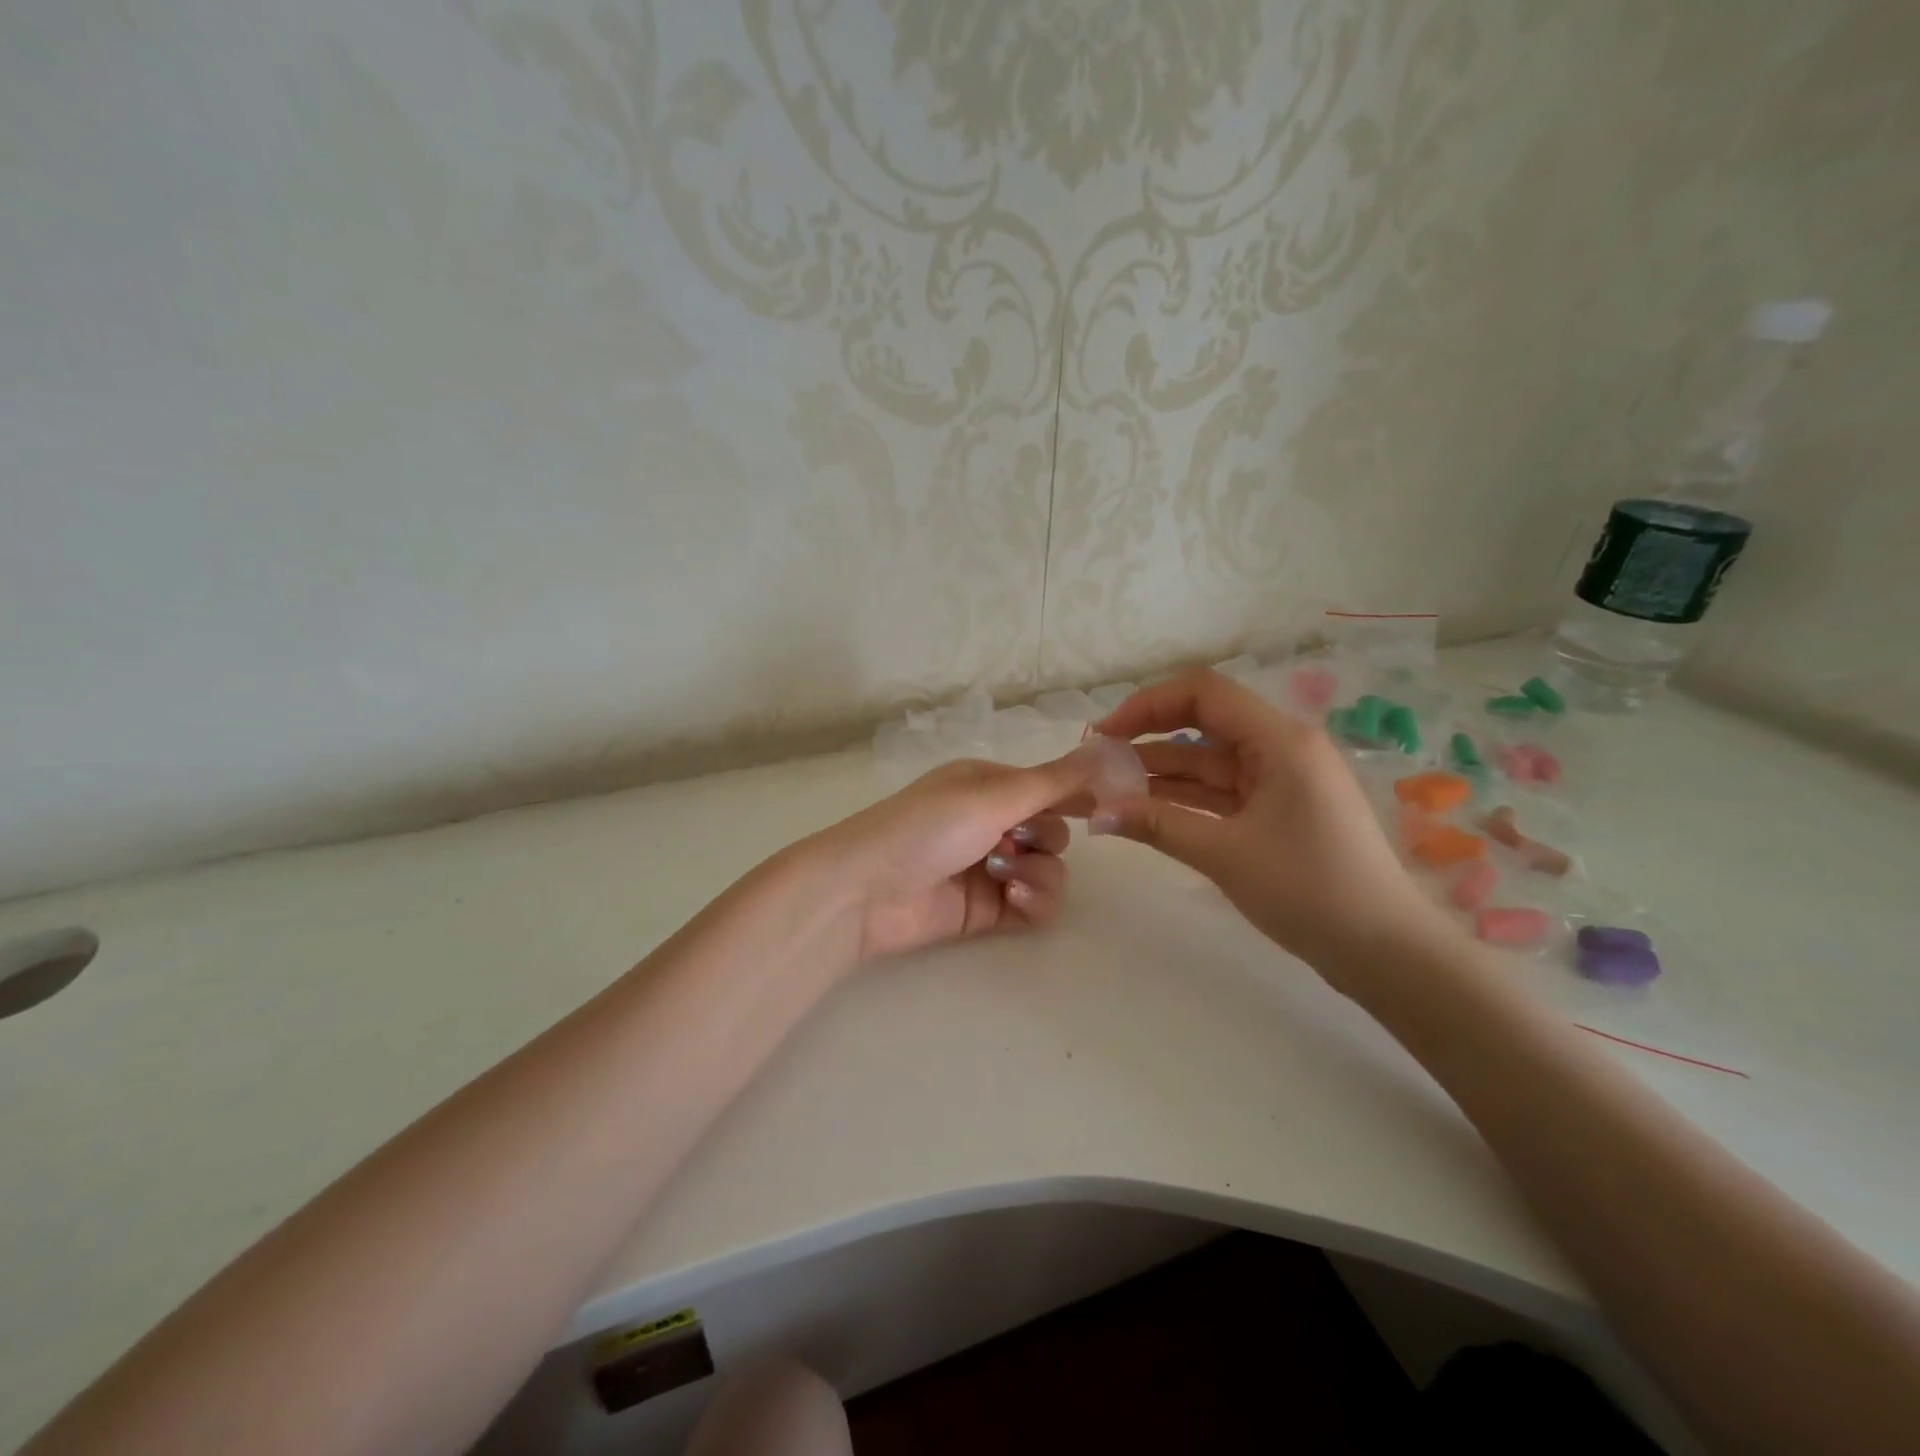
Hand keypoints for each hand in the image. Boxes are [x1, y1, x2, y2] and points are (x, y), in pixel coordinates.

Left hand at [806, 752, 1099, 964]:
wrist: (865, 892)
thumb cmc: (926, 828)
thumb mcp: (991, 796)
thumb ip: (1053, 782)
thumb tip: (1107, 750)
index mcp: (988, 785)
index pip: (1049, 785)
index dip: (1078, 795)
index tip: (1109, 807)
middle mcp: (991, 822)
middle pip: (1054, 831)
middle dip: (1045, 838)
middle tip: (1017, 841)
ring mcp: (990, 868)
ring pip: (1049, 869)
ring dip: (1038, 872)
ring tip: (1002, 877)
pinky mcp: (987, 909)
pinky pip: (1036, 904)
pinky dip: (1033, 901)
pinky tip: (1011, 900)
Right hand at [1090, 669, 1448, 982]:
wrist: (1384, 952)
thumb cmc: (1309, 891)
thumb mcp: (1225, 854)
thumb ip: (1157, 824)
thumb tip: (1095, 812)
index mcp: (1280, 741)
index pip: (1203, 693)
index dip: (1147, 705)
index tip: (1105, 734)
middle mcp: (1282, 748)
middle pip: (1203, 723)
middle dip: (1147, 738)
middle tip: (1098, 761)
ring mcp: (1281, 780)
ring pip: (1208, 761)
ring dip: (1160, 772)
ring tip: (1107, 788)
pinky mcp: (1278, 809)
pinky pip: (1221, 791)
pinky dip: (1184, 798)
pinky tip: (1143, 809)